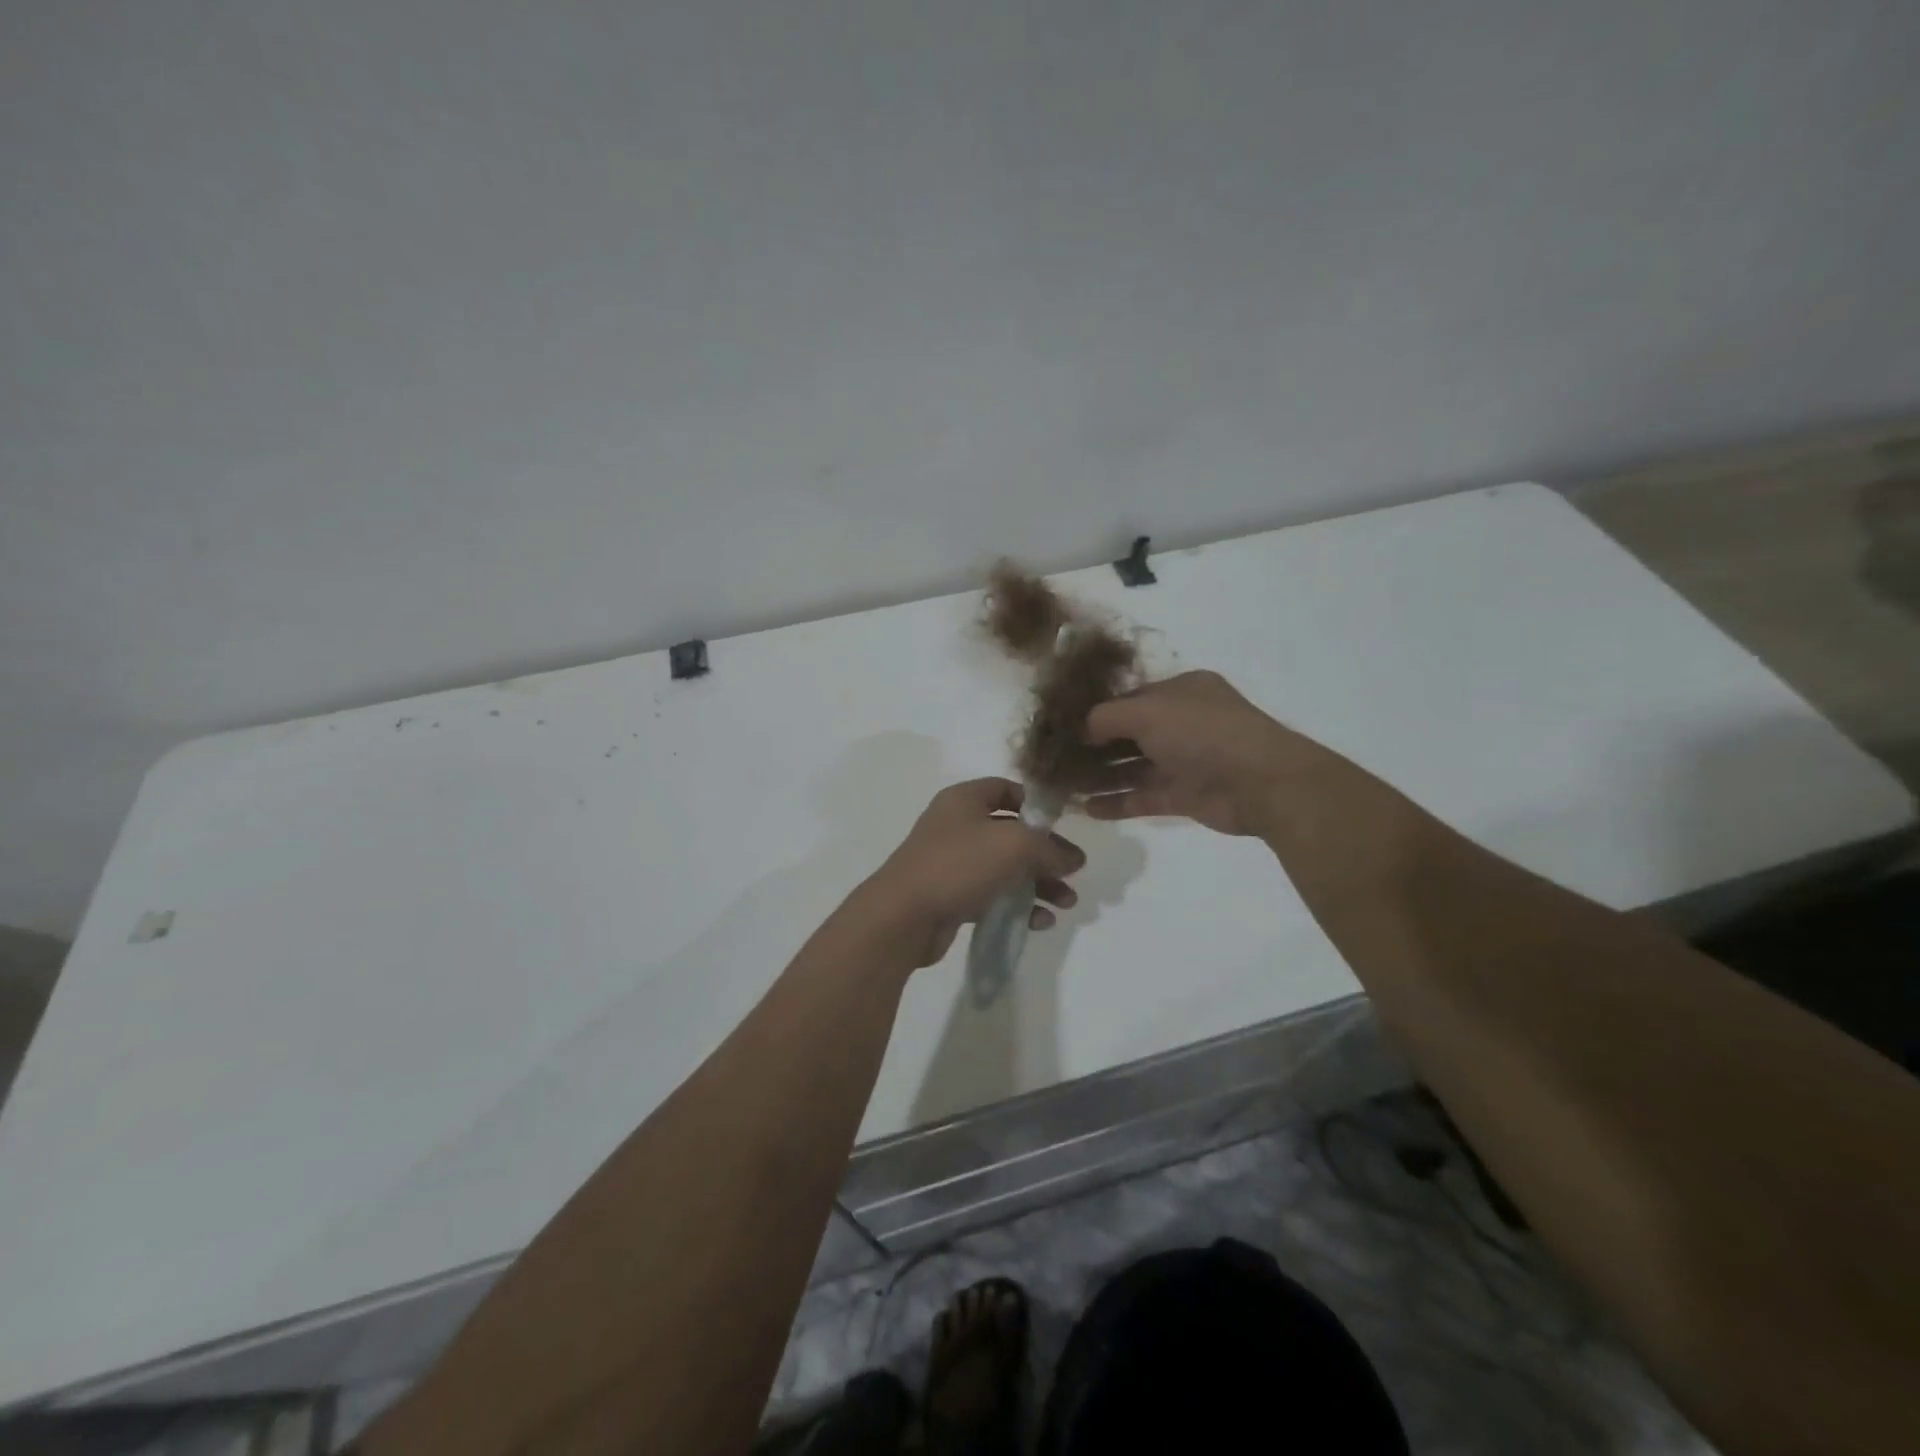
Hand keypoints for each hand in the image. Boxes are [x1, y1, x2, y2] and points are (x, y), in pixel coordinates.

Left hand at [858, 779, 1085, 966]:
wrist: (903, 916)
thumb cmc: (959, 865)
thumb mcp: (1014, 845)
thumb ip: (1050, 848)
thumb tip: (1074, 858)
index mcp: (964, 799)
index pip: (1007, 789)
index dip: (1036, 805)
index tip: (1063, 826)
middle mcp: (957, 825)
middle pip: (1011, 833)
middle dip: (1045, 854)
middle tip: (1073, 874)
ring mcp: (952, 862)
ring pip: (1005, 867)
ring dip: (1038, 884)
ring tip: (1067, 904)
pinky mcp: (951, 895)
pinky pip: (992, 895)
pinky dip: (1017, 905)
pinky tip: (1040, 922)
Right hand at [1081, 670, 1320, 836]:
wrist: (1260, 782)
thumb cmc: (1202, 732)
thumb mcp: (1147, 712)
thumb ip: (1106, 717)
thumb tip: (1081, 729)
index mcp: (1179, 692)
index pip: (1128, 699)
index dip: (1095, 712)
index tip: (1061, 727)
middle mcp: (1181, 723)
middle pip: (1127, 735)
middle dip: (1092, 748)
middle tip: (1055, 761)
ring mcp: (1184, 761)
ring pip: (1132, 768)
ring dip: (1100, 777)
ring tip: (1063, 787)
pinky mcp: (1185, 796)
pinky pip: (1143, 797)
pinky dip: (1117, 803)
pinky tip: (1087, 810)